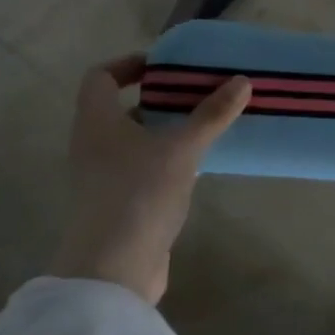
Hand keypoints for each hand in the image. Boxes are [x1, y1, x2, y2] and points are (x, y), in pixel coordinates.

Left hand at [49, 53, 250, 304]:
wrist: (113, 271)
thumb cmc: (139, 194)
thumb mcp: (182, 149)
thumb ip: (211, 114)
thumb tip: (241, 81)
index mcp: (97, 122)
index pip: (100, 77)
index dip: (128, 64)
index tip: (164, 67)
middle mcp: (92, 145)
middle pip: (120, 108)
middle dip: (158, 98)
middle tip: (196, 93)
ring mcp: (102, 178)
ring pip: (133, 141)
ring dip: (165, 130)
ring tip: (204, 125)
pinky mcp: (117, 204)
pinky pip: (141, 168)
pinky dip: (165, 159)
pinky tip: (196, 165)